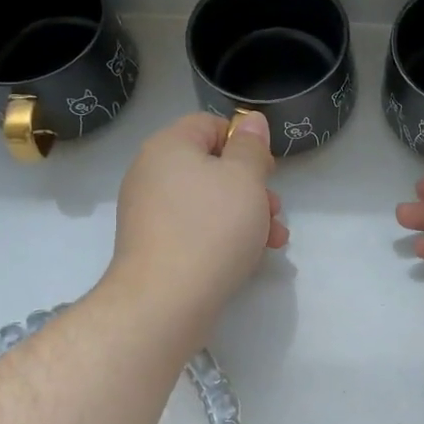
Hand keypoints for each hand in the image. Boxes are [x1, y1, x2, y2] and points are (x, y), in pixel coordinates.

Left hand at [108, 111, 286, 327]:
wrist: (164, 302)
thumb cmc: (211, 228)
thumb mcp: (245, 178)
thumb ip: (251, 146)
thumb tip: (250, 121)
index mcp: (168, 147)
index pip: (210, 124)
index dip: (244, 142)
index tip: (267, 170)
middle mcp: (151, 174)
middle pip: (211, 166)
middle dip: (252, 187)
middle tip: (275, 210)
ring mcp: (149, 213)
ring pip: (208, 202)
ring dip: (246, 215)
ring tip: (273, 240)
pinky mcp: (153, 246)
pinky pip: (195, 229)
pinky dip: (223, 237)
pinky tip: (248, 258)